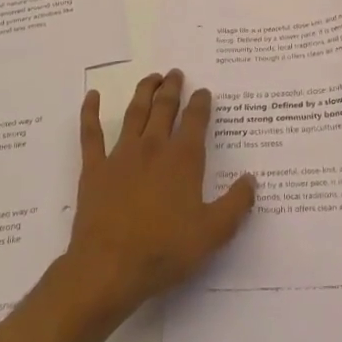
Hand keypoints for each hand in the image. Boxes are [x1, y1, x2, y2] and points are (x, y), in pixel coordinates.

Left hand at [65, 70, 254, 318]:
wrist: (109, 268)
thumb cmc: (165, 250)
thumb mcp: (213, 233)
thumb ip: (236, 204)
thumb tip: (251, 180)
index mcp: (183, 159)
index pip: (196, 120)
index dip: (201, 103)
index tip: (204, 92)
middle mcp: (154, 147)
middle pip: (165, 108)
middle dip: (172, 88)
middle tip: (176, 74)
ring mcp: (121, 155)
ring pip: (134, 112)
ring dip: (144, 91)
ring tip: (151, 77)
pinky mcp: (94, 169)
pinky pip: (91, 134)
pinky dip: (89, 112)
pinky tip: (91, 96)